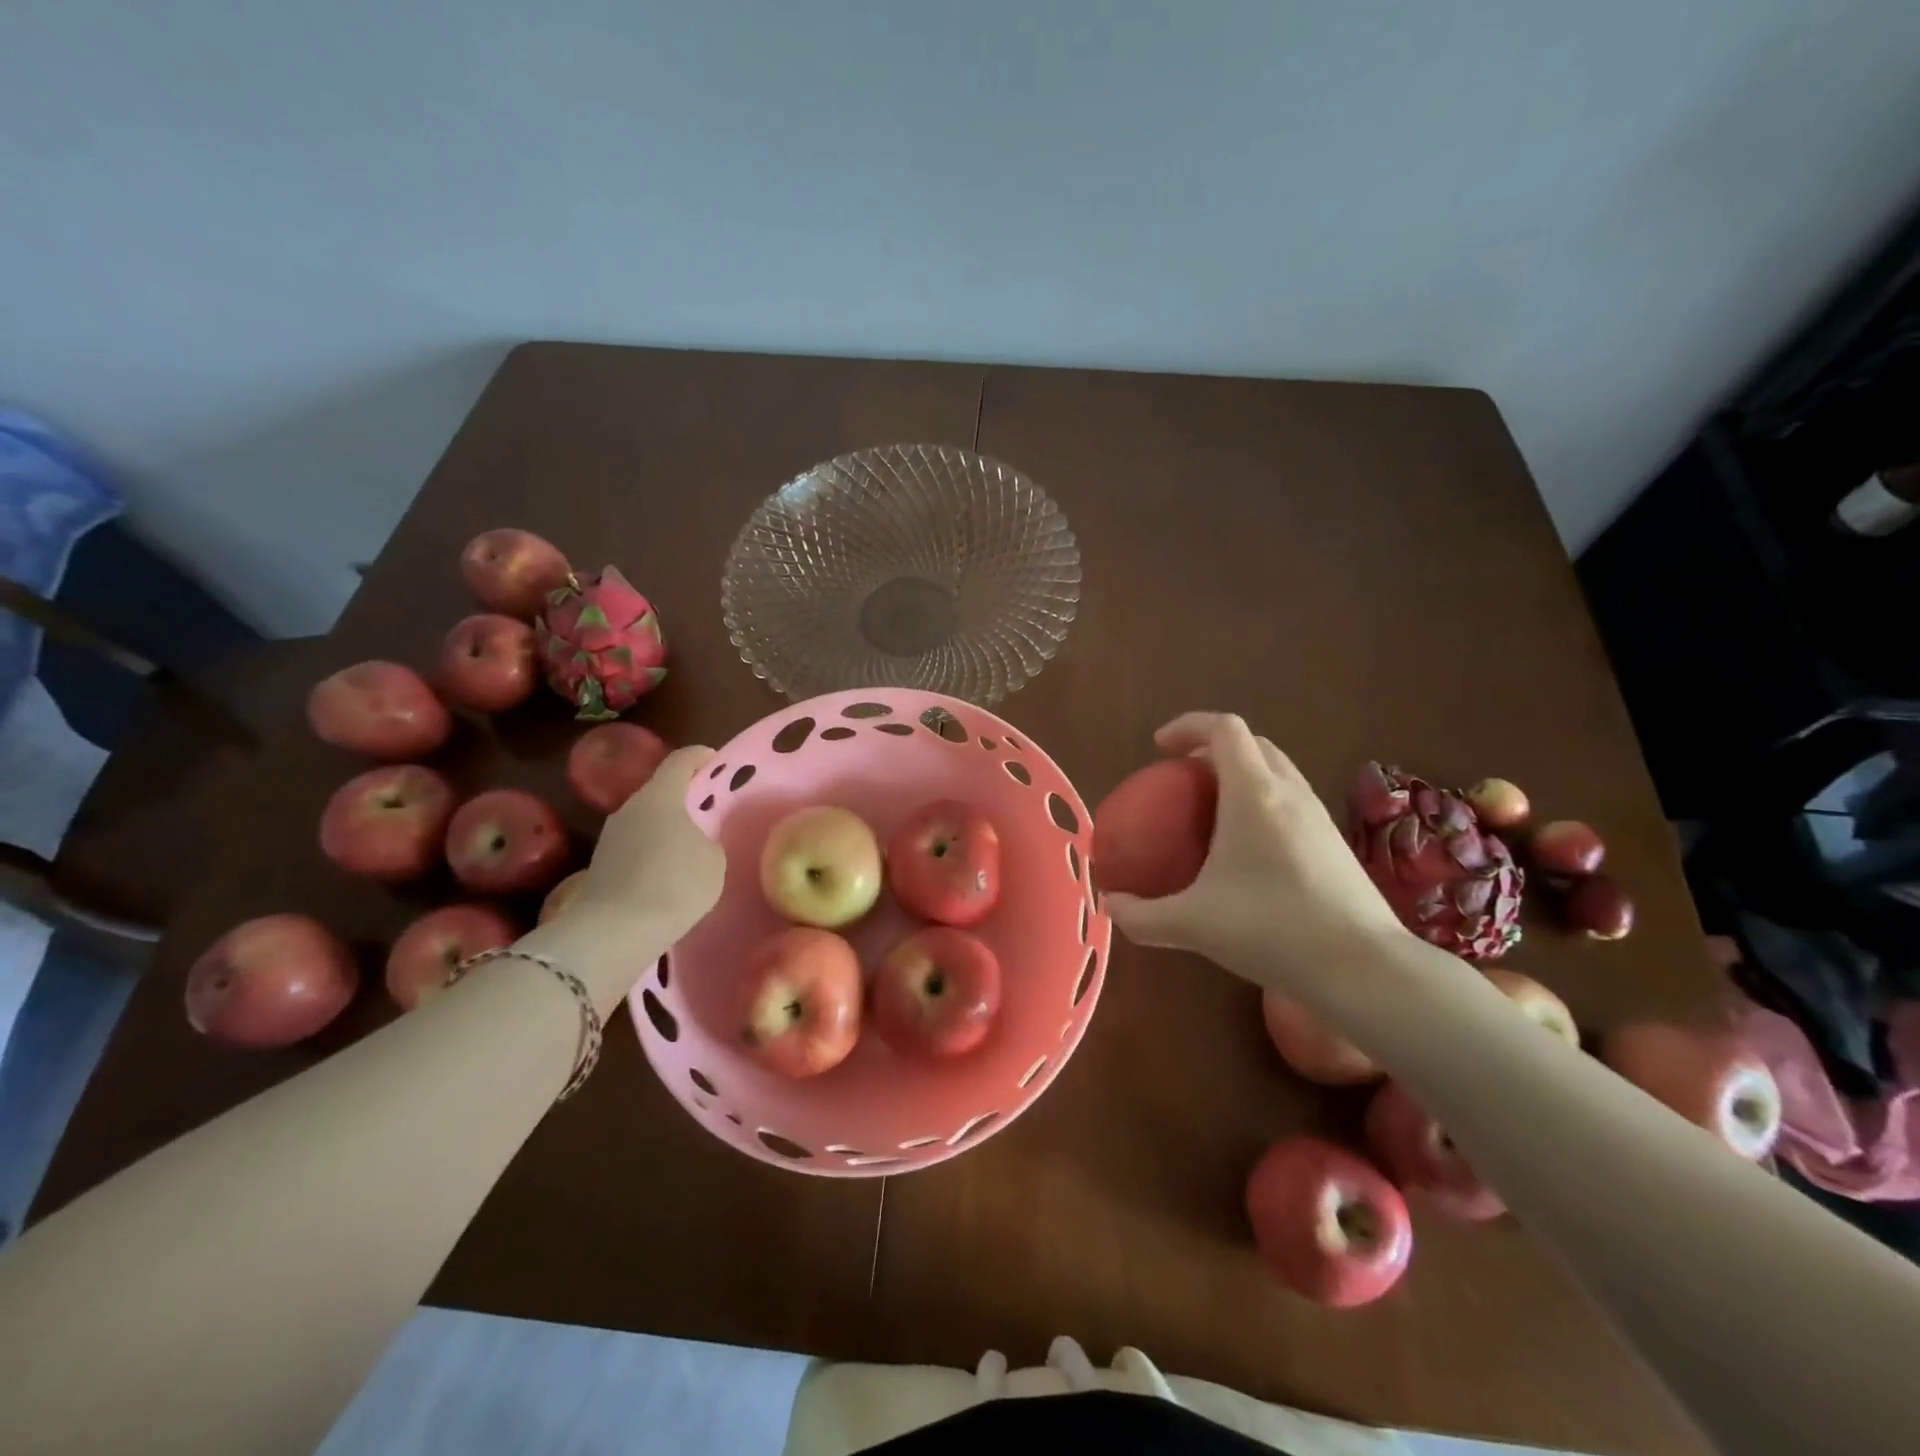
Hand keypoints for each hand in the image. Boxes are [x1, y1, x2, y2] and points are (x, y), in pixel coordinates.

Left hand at [572, 744, 726, 943]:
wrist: (617, 932)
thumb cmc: (676, 885)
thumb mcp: (713, 861)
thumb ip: (709, 842)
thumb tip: (698, 843)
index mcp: (661, 796)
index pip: (681, 760)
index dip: (700, 756)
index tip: (714, 760)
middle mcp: (630, 807)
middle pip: (660, 790)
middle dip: (683, 795)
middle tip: (706, 808)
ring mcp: (610, 835)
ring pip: (645, 819)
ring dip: (665, 825)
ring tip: (688, 845)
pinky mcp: (601, 863)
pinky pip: (634, 845)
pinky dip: (651, 850)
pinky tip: (666, 872)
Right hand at [1105, 713, 1408, 991]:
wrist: (1362, 967)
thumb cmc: (1271, 929)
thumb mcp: (1193, 924)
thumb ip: (1142, 916)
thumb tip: (1110, 907)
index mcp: (1254, 793)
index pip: (1224, 729)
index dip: (1188, 726)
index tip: (1159, 747)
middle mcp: (1289, 792)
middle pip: (1252, 744)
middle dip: (1213, 748)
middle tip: (1182, 777)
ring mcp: (1318, 816)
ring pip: (1276, 771)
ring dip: (1241, 774)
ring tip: (1212, 810)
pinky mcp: (1334, 842)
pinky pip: (1290, 800)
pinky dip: (1262, 802)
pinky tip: (1247, 849)